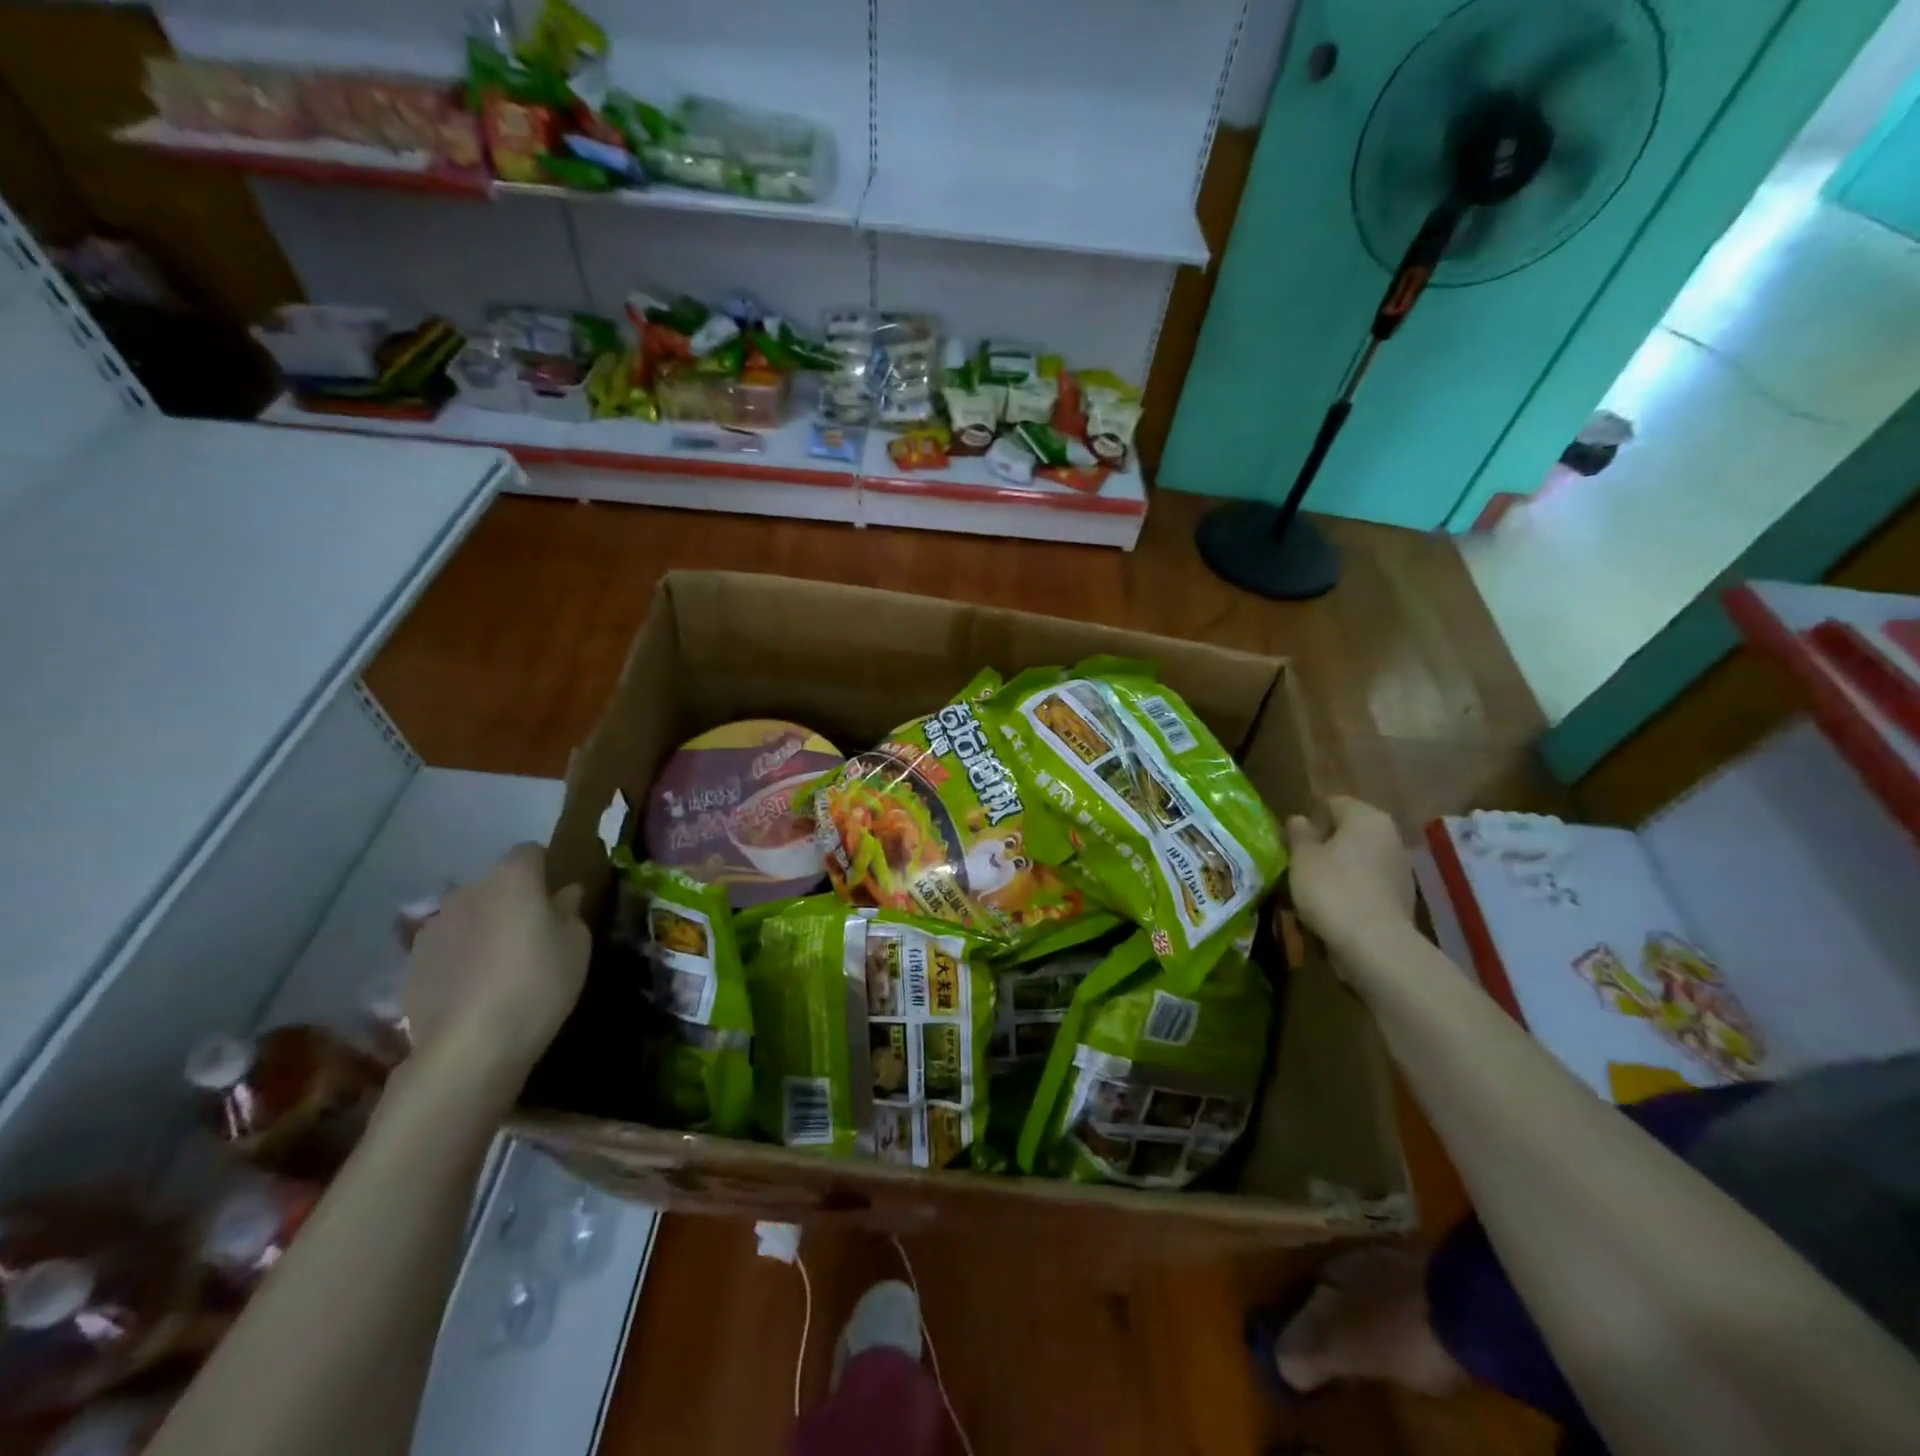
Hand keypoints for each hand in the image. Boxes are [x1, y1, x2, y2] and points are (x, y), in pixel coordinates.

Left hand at [403, 844, 589, 1095]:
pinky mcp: (411, 963)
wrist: (470, 1045)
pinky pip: (446, 947)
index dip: (545, 868)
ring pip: (467, 914)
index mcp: (512, 878)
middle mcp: (468, 891)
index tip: (558, 895)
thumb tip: (564, 893)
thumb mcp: (576, 944)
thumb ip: (569, 911)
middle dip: (512, 899)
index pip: (530, 852)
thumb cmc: (539, 982)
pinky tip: (474, 989)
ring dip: (483, 927)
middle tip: (533, 933)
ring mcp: (433, 926)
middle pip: (495, 883)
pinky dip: (459, 957)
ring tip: (500, 964)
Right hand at [1283, 797, 1415, 951]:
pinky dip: (1350, 890)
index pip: (1333, 803)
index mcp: (1367, 818)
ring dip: (1336, 868)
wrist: (1375, 945)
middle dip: (1324, 843)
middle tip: (1296, 860)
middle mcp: (1390, 837)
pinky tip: (1331, 907)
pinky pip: (1367, 885)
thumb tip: (1299, 819)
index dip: (1309, 816)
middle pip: (1348, 832)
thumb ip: (1299, 834)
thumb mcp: (1302, 857)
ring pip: (1358, 860)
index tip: (1289, 835)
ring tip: (1309, 887)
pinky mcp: (1401, 899)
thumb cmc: (1332, 889)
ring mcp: (1400, 869)